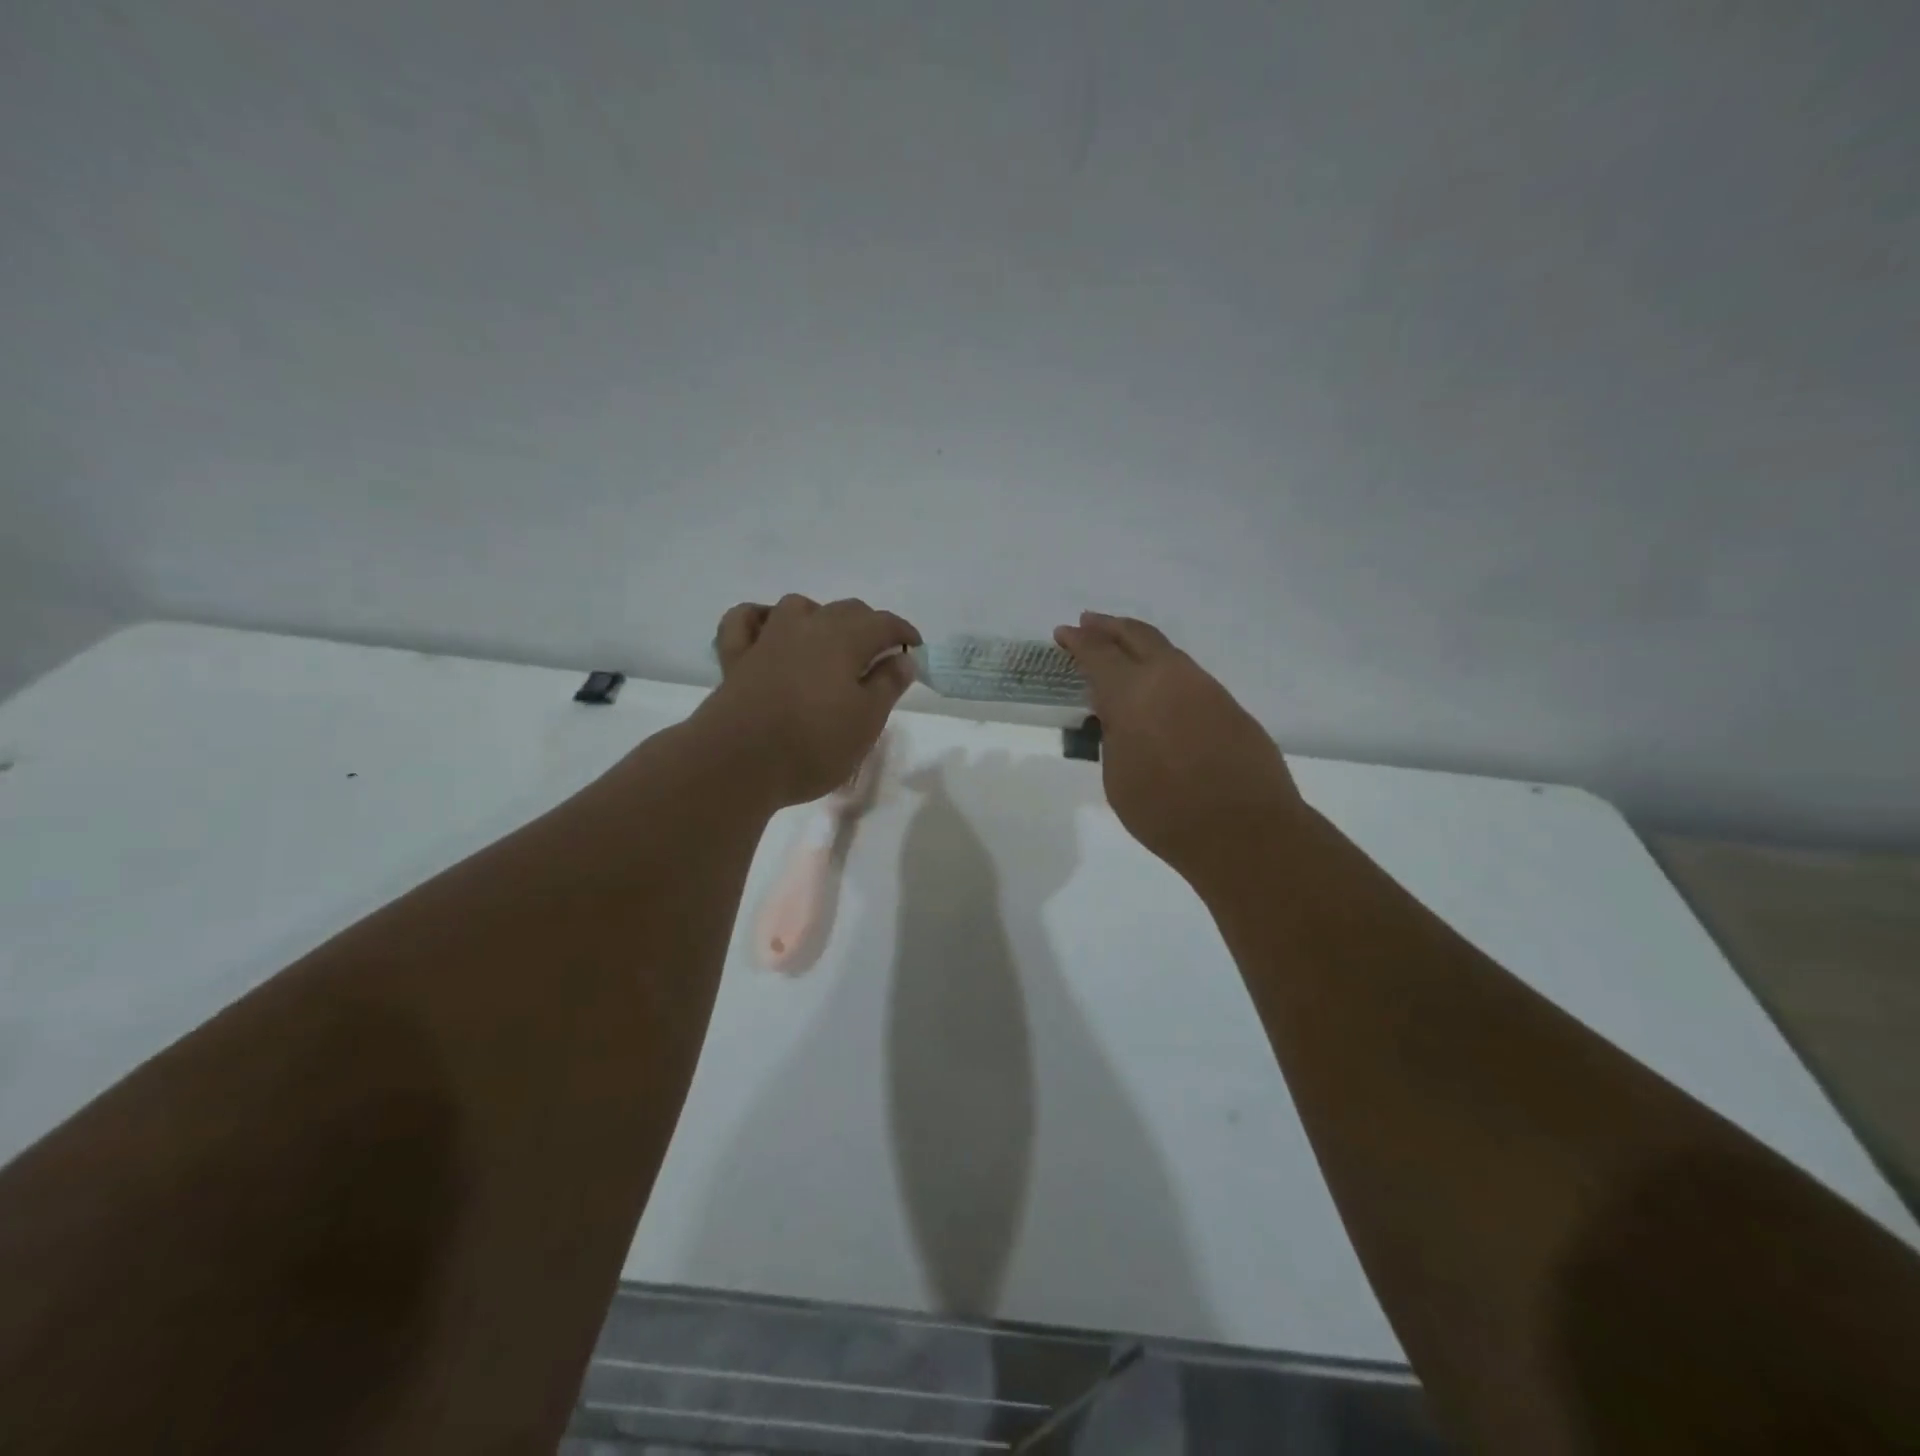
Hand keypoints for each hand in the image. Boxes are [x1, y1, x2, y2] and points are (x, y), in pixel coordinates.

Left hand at [702, 595, 920, 807]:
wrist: (738, 763)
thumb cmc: (813, 745)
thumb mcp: (866, 721)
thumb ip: (887, 685)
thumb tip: (902, 658)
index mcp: (844, 639)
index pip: (883, 623)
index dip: (903, 633)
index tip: (915, 650)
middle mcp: (807, 627)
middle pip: (845, 610)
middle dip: (868, 626)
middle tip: (879, 656)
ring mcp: (767, 638)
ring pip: (798, 607)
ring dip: (820, 617)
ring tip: (829, 644)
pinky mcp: (735, 658)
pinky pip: (745, 621)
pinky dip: (760, 618)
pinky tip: (768, 629)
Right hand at [1054, 612, 1306, 878]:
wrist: (1246, 831)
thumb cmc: (1166, 811)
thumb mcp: (1117, 776)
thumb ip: (1113, 736)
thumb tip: (1120, 718)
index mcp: (1133, 692)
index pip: (1097, 653)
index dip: (1077, 641)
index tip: (1063, 632)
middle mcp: (1171, 677)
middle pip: (1136, 635)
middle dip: (1109, 627)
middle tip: (1089, 623)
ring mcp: (1206, 689)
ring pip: (1167, 653)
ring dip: (1140, 646)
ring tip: (1122, 653)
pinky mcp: (1230, 706)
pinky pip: (1188, 677)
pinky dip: (1165, 672)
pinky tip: (1159, 692)